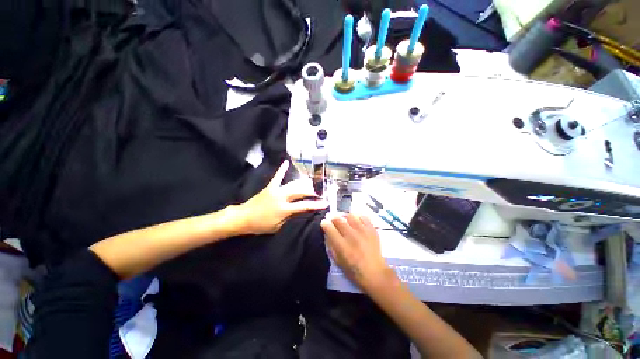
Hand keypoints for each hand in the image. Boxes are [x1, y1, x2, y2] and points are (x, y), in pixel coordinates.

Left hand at [238, 160, 328, 234]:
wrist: (243, 218)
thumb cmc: (261, 225)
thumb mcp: (278, 227)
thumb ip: (291, 218)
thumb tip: (301, 211)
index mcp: (284, 209)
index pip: (304, 206)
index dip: (316, 204)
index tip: (325, 202)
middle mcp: (281, 197)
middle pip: (301, 192)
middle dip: (313, 191)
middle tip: (321, 192)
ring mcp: (276, 190)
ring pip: (293, 184)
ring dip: (304, 184)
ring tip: (313, 184)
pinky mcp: (270, 186)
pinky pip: (277, 176)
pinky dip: (282, 169)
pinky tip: (286, 161)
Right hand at [321, 214, 390, 291]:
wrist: (375, 274)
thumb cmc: (354, 271)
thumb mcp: (338, 262)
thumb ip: (331, 246)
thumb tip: (328, 233)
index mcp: (342, 246)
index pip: (330, 228)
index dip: (325, 224)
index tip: (324, 223)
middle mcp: (352, 236)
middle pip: (338, 220)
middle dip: (334, 220)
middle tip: (334, 223)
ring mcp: (363, 232)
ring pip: (350, 216)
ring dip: (346, 218)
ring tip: (347, 223)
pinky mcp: (372, 230)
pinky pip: (363, 217)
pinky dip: (358, 218)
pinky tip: (357, 223)